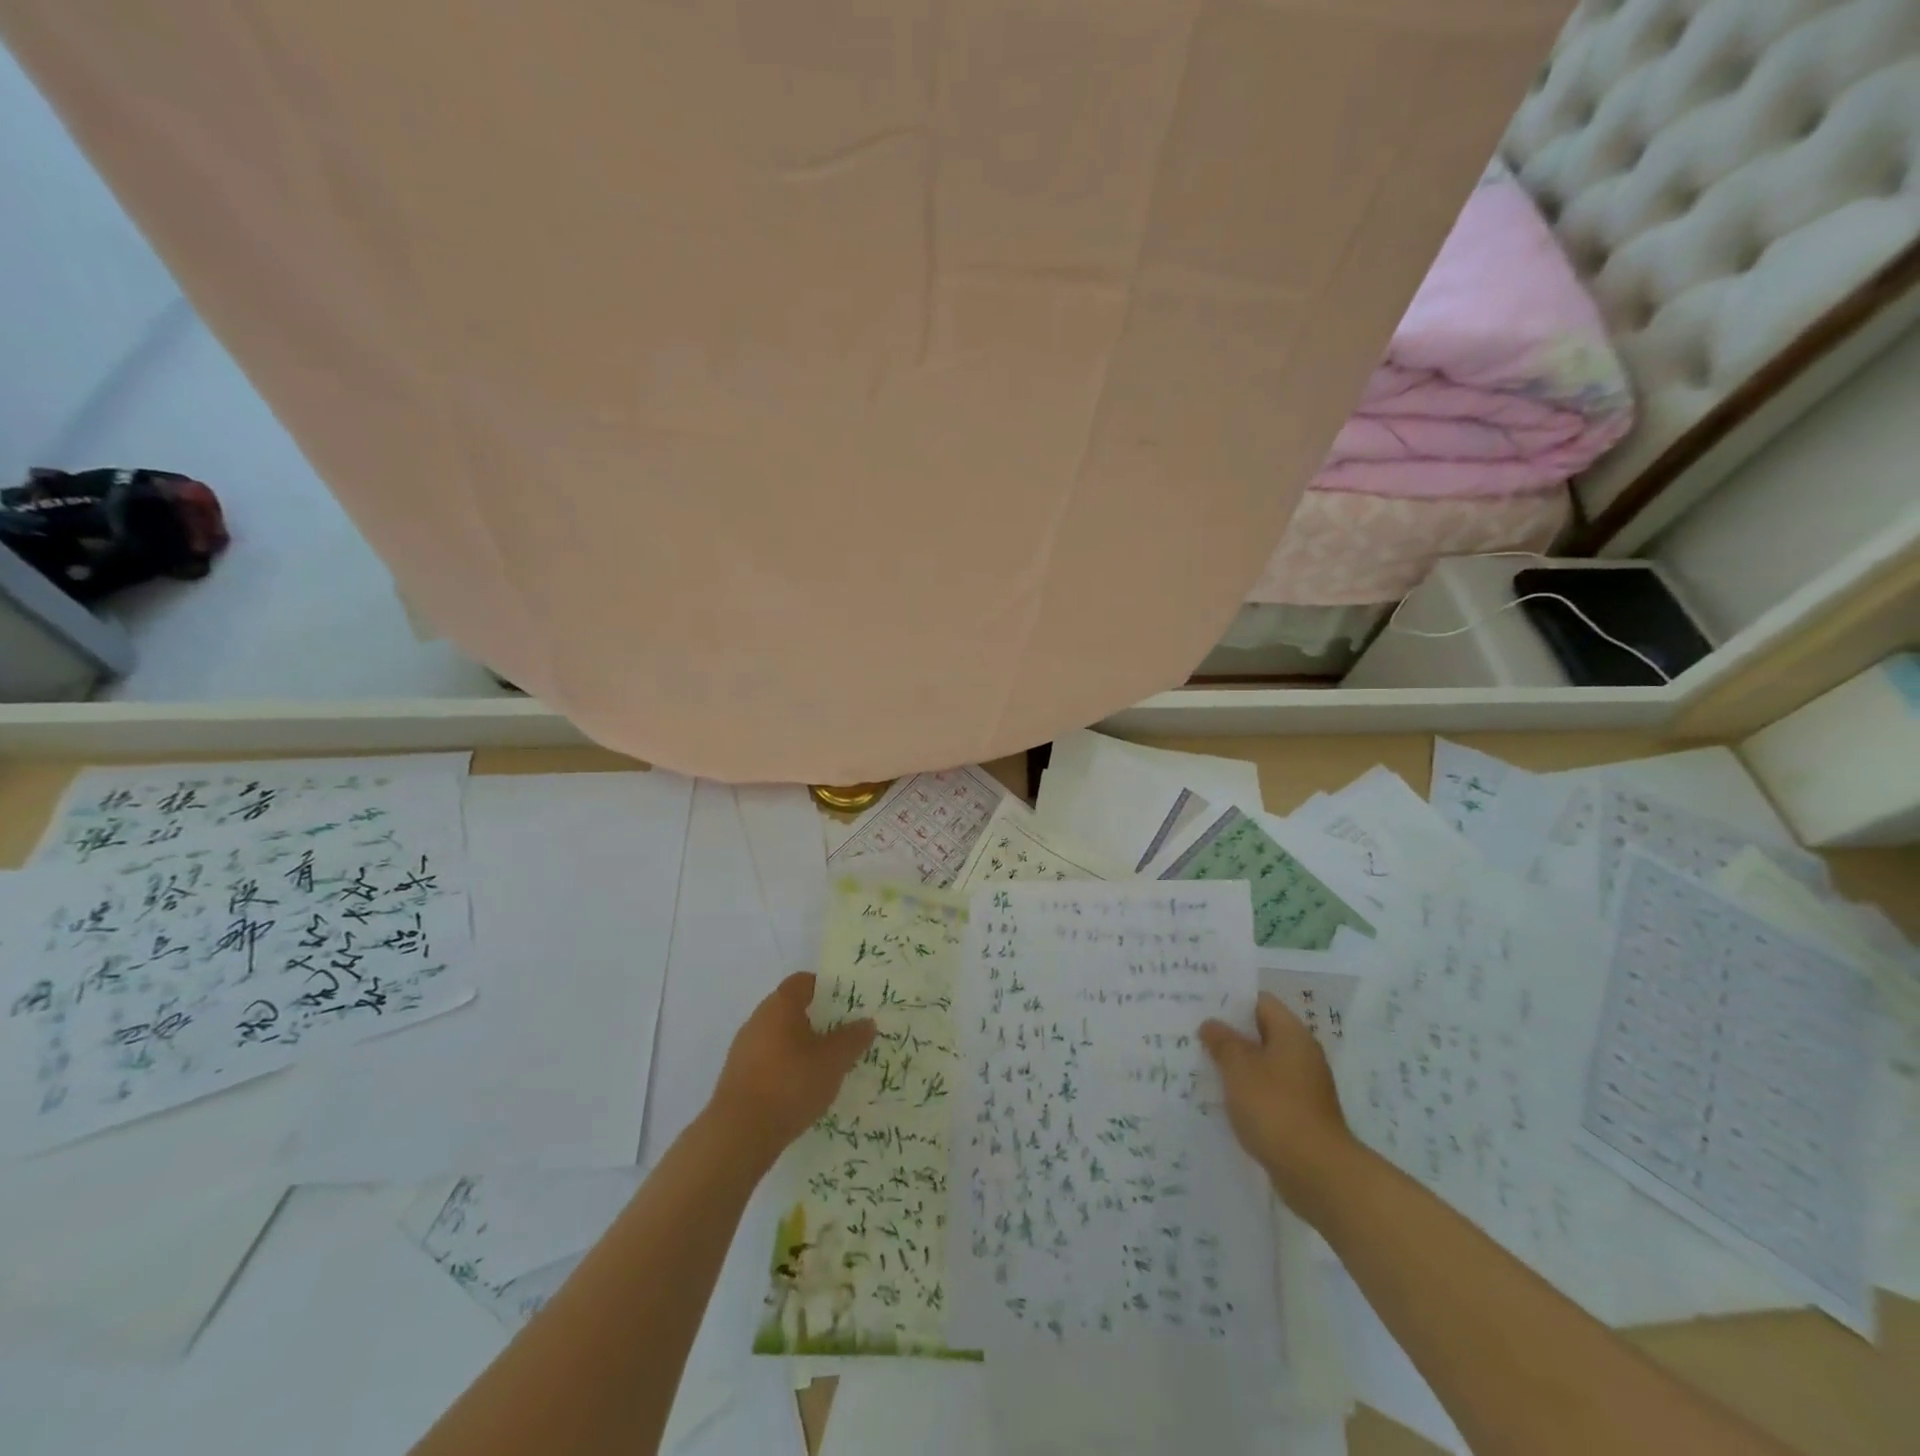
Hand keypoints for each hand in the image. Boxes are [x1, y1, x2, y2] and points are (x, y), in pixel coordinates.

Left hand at [710, 973, 875, 1163]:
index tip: (848, 1005)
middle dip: (819, 1021)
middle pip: (792, 1009)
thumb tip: (866, 1022)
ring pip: (781, 1037)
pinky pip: (769, 1061)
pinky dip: (787, 1069)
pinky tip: (803, 1091)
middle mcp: (758, 1019)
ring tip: (828, 1068)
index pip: (804, 981)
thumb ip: (853, 1039)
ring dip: (803, 1047)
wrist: (738, 1135)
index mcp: (780, 1005)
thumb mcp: (833, 1061)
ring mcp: (744, 1049)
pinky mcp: (738, 1077)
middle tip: (845, 1037)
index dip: (827, 988)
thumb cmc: (790, 1084)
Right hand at [1200, 993, 1358, 1208]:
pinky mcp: (1300, 1115)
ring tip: (1202, 1066)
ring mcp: (1303, 1087)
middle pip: (1261, 1033)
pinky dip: (1247, 1092)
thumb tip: (1211, 1024)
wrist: (1317, 1173)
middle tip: (1195, 1034)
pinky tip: (1223, 1100)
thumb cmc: (1275, 1108)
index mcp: (1292, 1034)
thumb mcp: (1239, 1068)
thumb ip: (1222, 1041)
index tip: (1202, 1005)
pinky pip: (1267, 1092)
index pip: (1260, 1002)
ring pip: (1263, 1064)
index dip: (1231, 1000)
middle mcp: (1302, 1055)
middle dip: (1230, 1034)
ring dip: (1237, 1066)